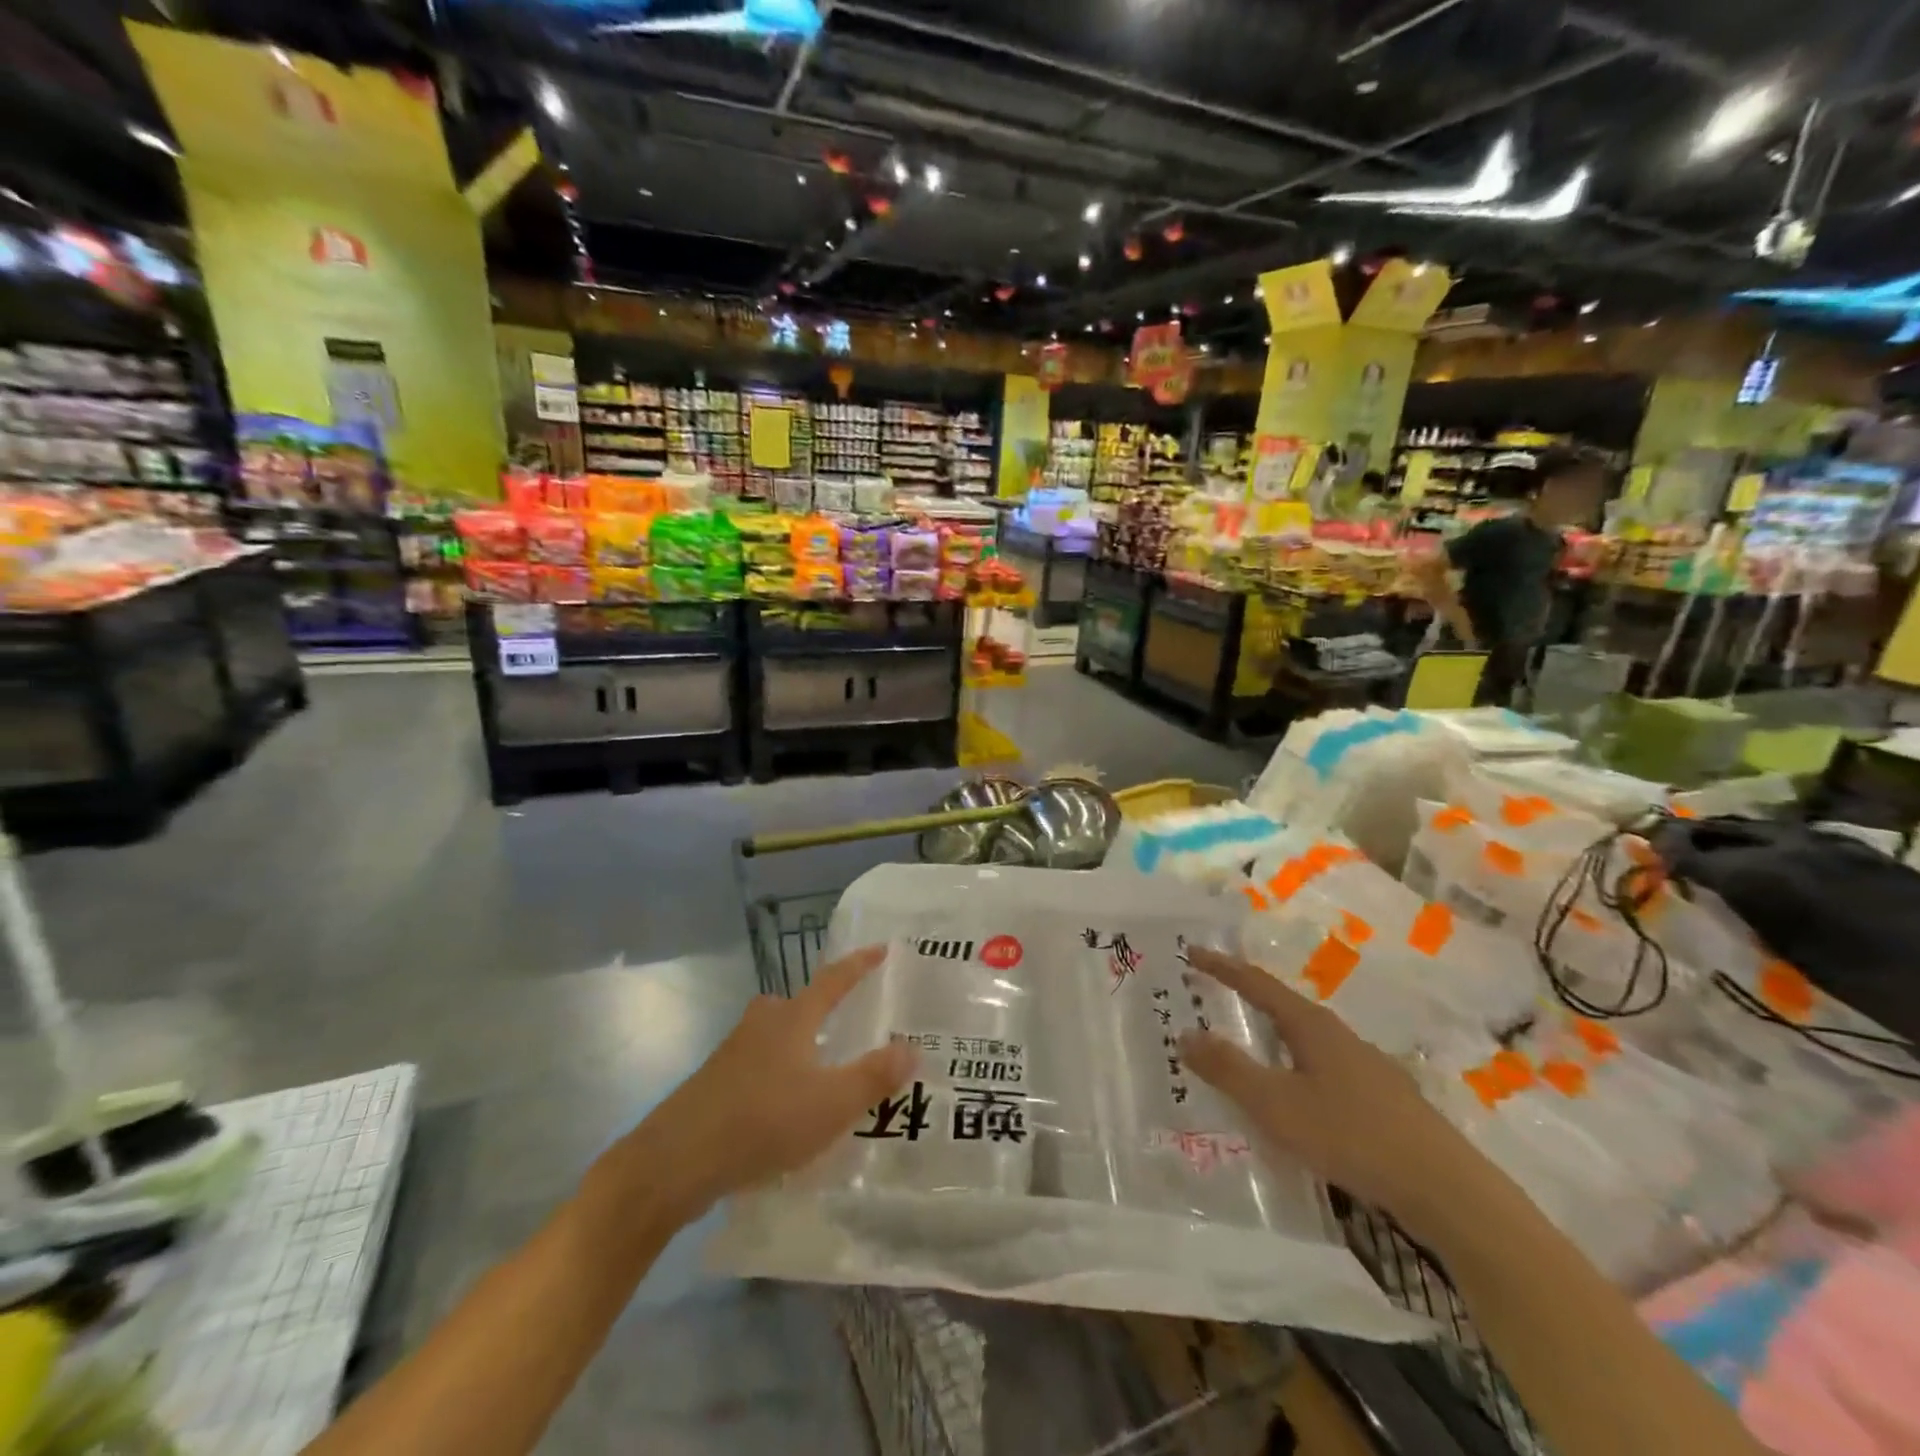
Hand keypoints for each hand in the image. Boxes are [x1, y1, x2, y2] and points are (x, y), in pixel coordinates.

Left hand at [637, 946, 912, 1216]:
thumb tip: (912, 1047)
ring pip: (773, 1036)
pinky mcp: (714, 1085)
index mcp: (793, 1019)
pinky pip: (757, 1066)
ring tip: (820, 1072)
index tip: (880, 948)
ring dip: (797, 1045)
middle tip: (843, 1021)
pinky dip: (777, 1076)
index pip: (833, 980)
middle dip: (819, 1008)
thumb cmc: (762, 1121)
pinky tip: (785, 1110)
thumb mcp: (831, 1104)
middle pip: (795, 1004)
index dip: (858, 964)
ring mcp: (732, 1054)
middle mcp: (762, 1026)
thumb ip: (874, 1076)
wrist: (676, 1161)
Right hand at [1178, 948, 1486, 1242]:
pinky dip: (1292, 1068)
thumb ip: (1229, 1070)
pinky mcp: (1380, 1097)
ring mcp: (1364, 1065)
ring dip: (1270, 1038)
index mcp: (1311, 1026)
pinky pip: (1320, 1068)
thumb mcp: (1277, 1105)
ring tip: (1244, 1049)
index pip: (1257, 983)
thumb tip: (1185, 1035)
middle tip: (1210, 999)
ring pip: (1303, 1040)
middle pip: (1282, 1007)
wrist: (1445, 1189)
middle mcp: (1338, 1035)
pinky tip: (1292, 1097)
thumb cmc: (1352, 1136)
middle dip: (1245, 1000)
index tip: (1191, 952)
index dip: (1222, 967)